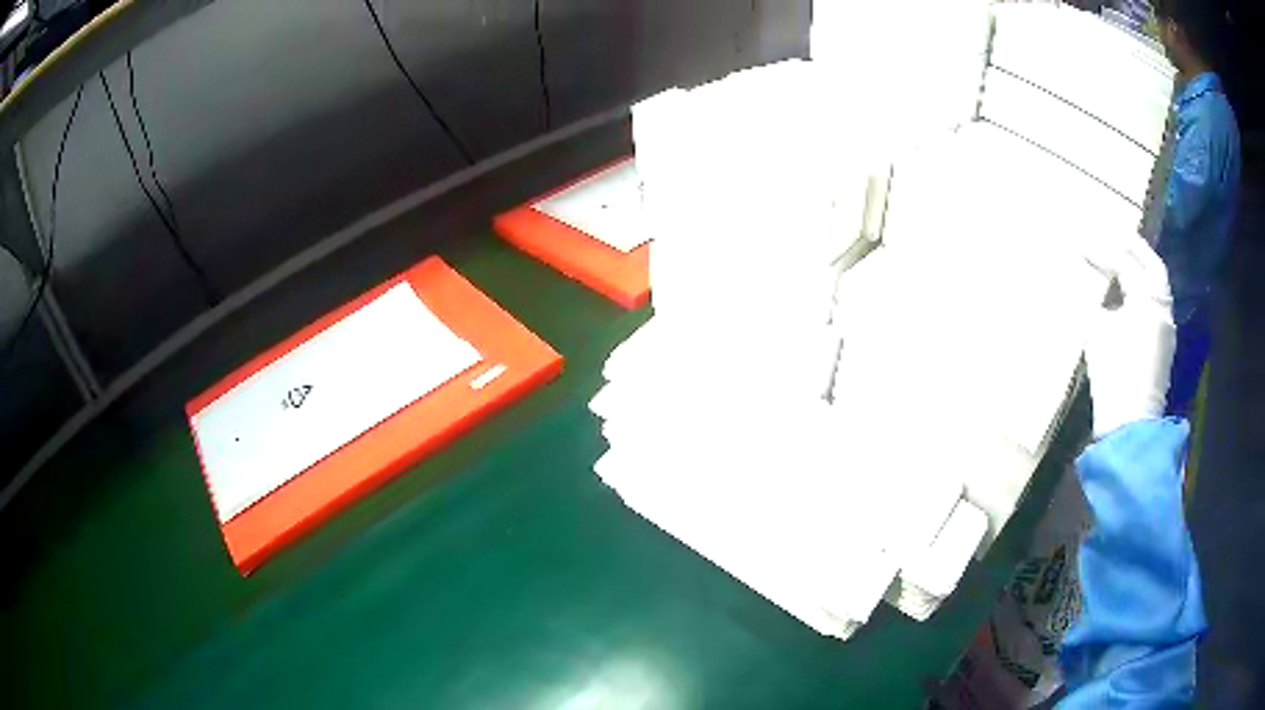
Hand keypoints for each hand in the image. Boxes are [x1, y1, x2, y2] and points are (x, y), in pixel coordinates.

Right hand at [1083, 235, 1175, 438]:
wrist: (1131, 426)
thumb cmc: (1116, 376)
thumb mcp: (1094, 334)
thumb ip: (1078, 301)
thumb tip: (1058, 278)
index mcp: (1148, 299)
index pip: (1125, 263)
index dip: (1102, 250)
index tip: (1080, 243)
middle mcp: (1162, 307)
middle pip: (1150, 265)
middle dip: (1131, 247)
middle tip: (1110, 235)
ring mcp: (1165, 327)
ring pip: (1155, 285)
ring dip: (1138, 268)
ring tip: (1118, 261)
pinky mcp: (1162, 346)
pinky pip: (1154, 304)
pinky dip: (1141, 290)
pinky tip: (1126, 295)